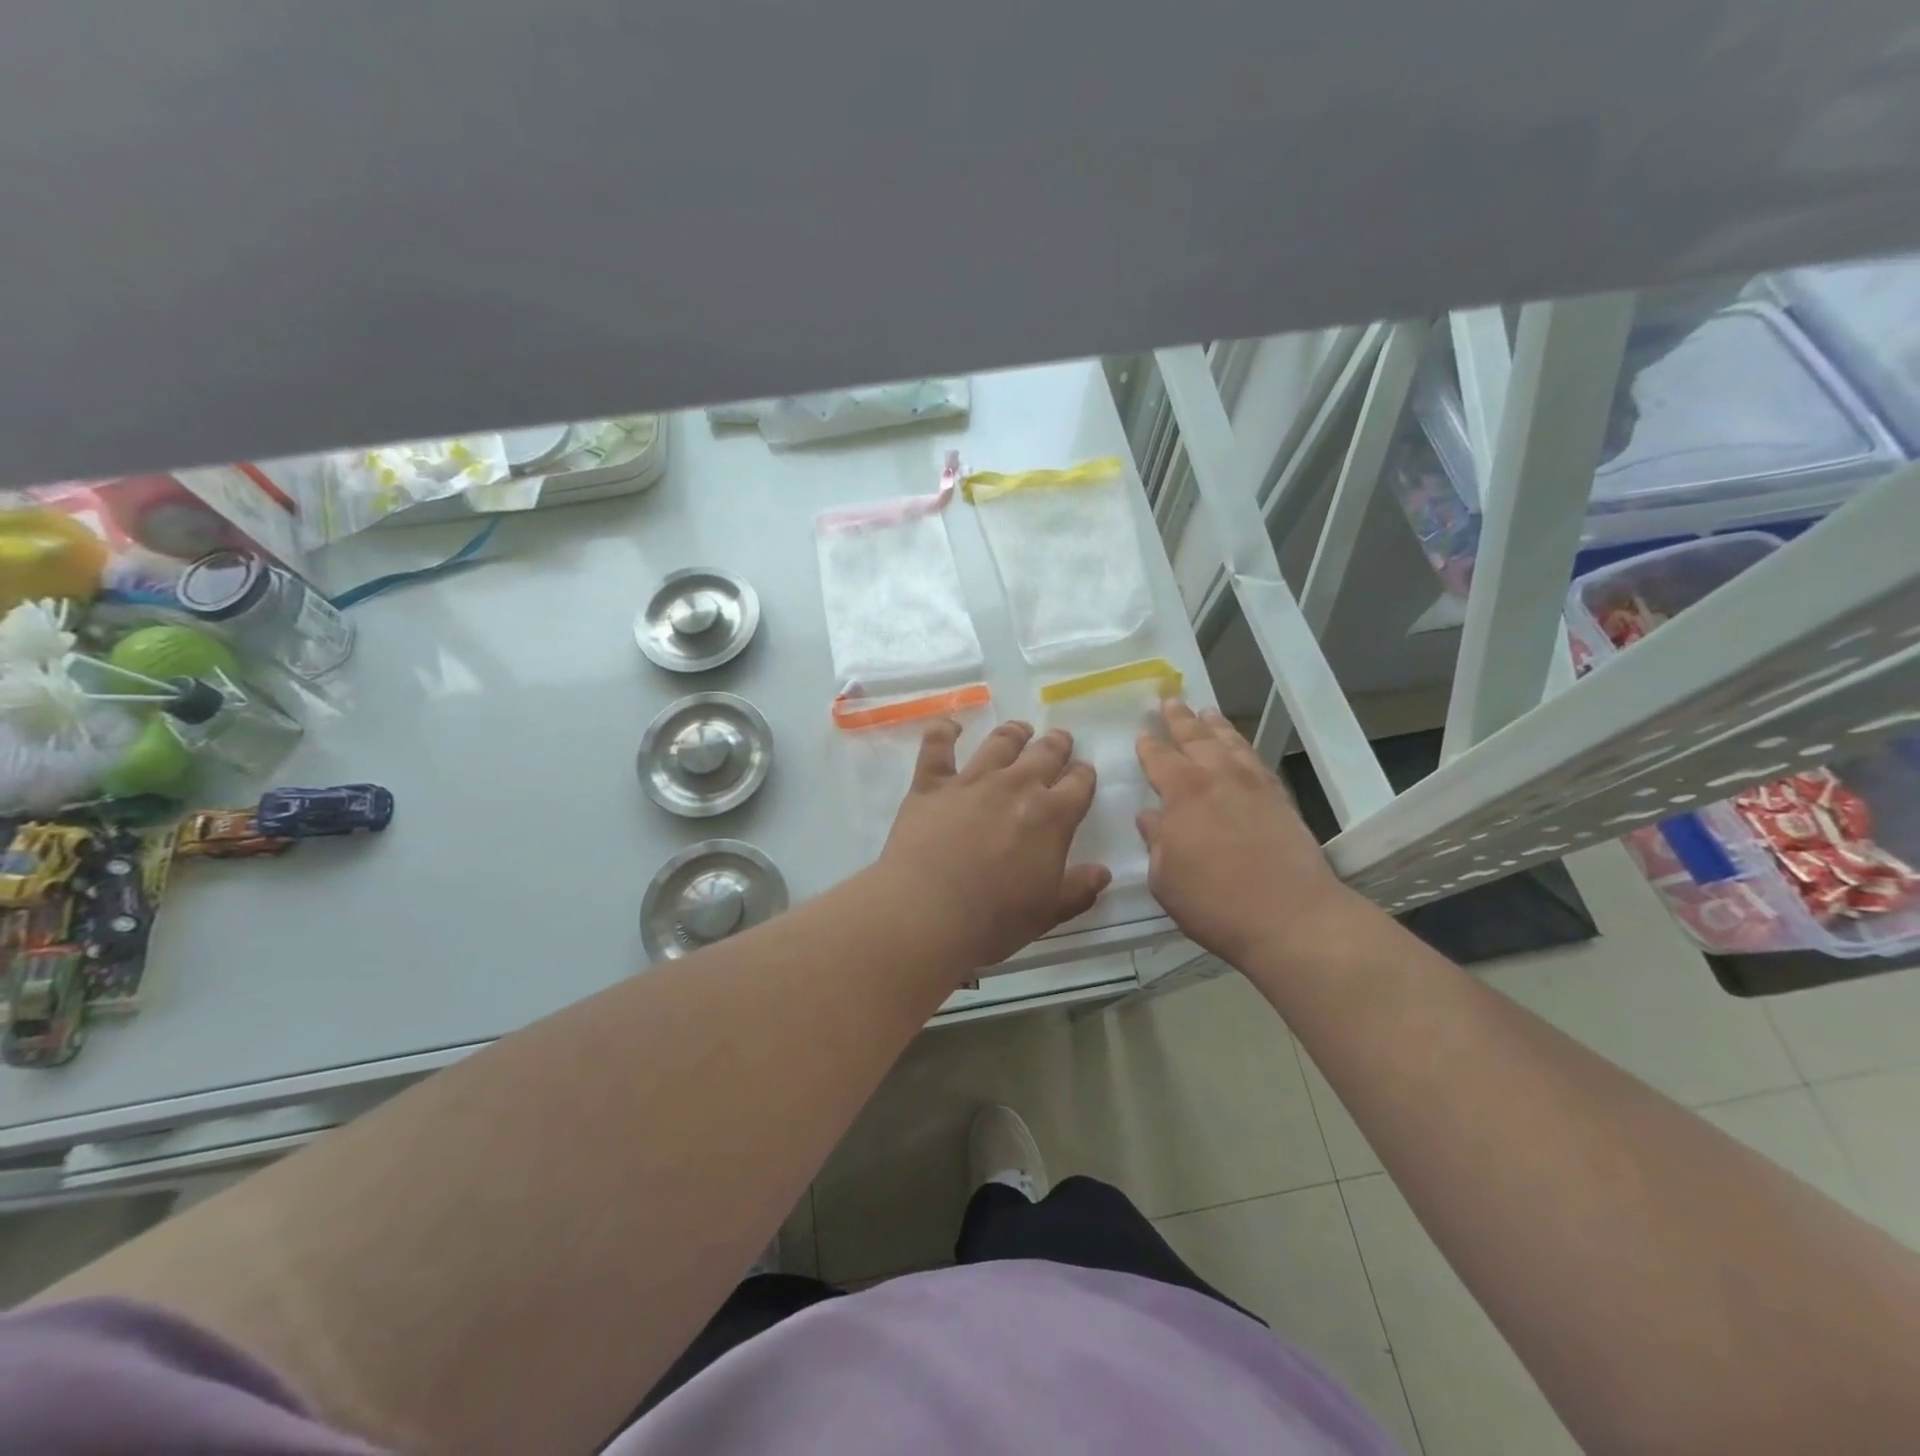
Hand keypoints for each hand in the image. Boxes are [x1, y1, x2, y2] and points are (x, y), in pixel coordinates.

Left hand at [880, 719, 1110, 970]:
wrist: (928, 912)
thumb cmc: (994, 919)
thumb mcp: (1047, 913)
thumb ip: (1078, 890)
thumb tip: (1103, 873)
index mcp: (1052, 816)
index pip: (1078, 784)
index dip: (1084, 776)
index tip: (1084, 773)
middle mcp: (1016, 786)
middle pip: (1044, 753)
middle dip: (1057, 744)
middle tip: (1059, 740)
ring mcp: (972, 780)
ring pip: (1000, 742)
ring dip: (1014, 733)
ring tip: (1020, 730)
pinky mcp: (931, 783)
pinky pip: (937, 746)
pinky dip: (944, 731)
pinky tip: (949, 726)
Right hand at [1135, 702, 1352, 965]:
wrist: (1292, 917)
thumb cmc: (1214, 902)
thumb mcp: (1165, 878)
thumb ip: (1156, 843)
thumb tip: (1151, 818)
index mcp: (1183, 792)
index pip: (1160, 759)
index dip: (1149, 746)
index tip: (1142, 734)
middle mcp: (1219, 777)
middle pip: (1196, 738)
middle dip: (1180, 719)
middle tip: (1170, 702)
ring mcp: (1254, 785)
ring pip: (1231, 743)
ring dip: (1215, 726)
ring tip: (1207, 713)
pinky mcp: (1281, 799)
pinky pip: (1257, 762)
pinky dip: (1244, 749)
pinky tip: (1240, 751)